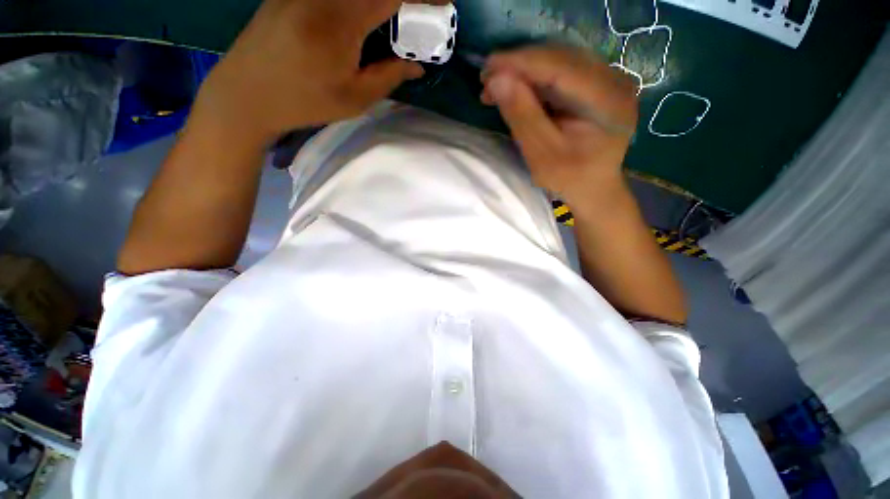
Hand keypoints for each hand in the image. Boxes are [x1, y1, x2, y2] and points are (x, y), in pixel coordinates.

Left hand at [194, 0, 424, 145]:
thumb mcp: (355, 99)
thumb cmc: (305, 102)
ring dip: (379, 2)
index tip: (443, 2)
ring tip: (394, 17)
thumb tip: (417, 65)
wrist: (246, 93)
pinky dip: (360, 2)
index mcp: (340, 20)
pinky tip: (367, 16)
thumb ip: (389, 76)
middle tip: (418, 13)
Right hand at [481, 46, 638, 212]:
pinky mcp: (598, 86)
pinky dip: (536, 80)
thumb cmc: (569, 179)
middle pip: (561, 59)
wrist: (594, 188)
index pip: (560, 67)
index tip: (488, 66)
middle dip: (520, 67)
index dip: (521, 63)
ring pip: (560, 63)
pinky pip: (563, 73)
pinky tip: (517, 89)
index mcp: (606, 99)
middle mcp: (614, 80)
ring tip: (497, 86)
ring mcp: (609, 80)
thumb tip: (497, 80)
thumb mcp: (542, 154)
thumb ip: (522, 116)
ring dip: (525, 72)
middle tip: (487, 80)